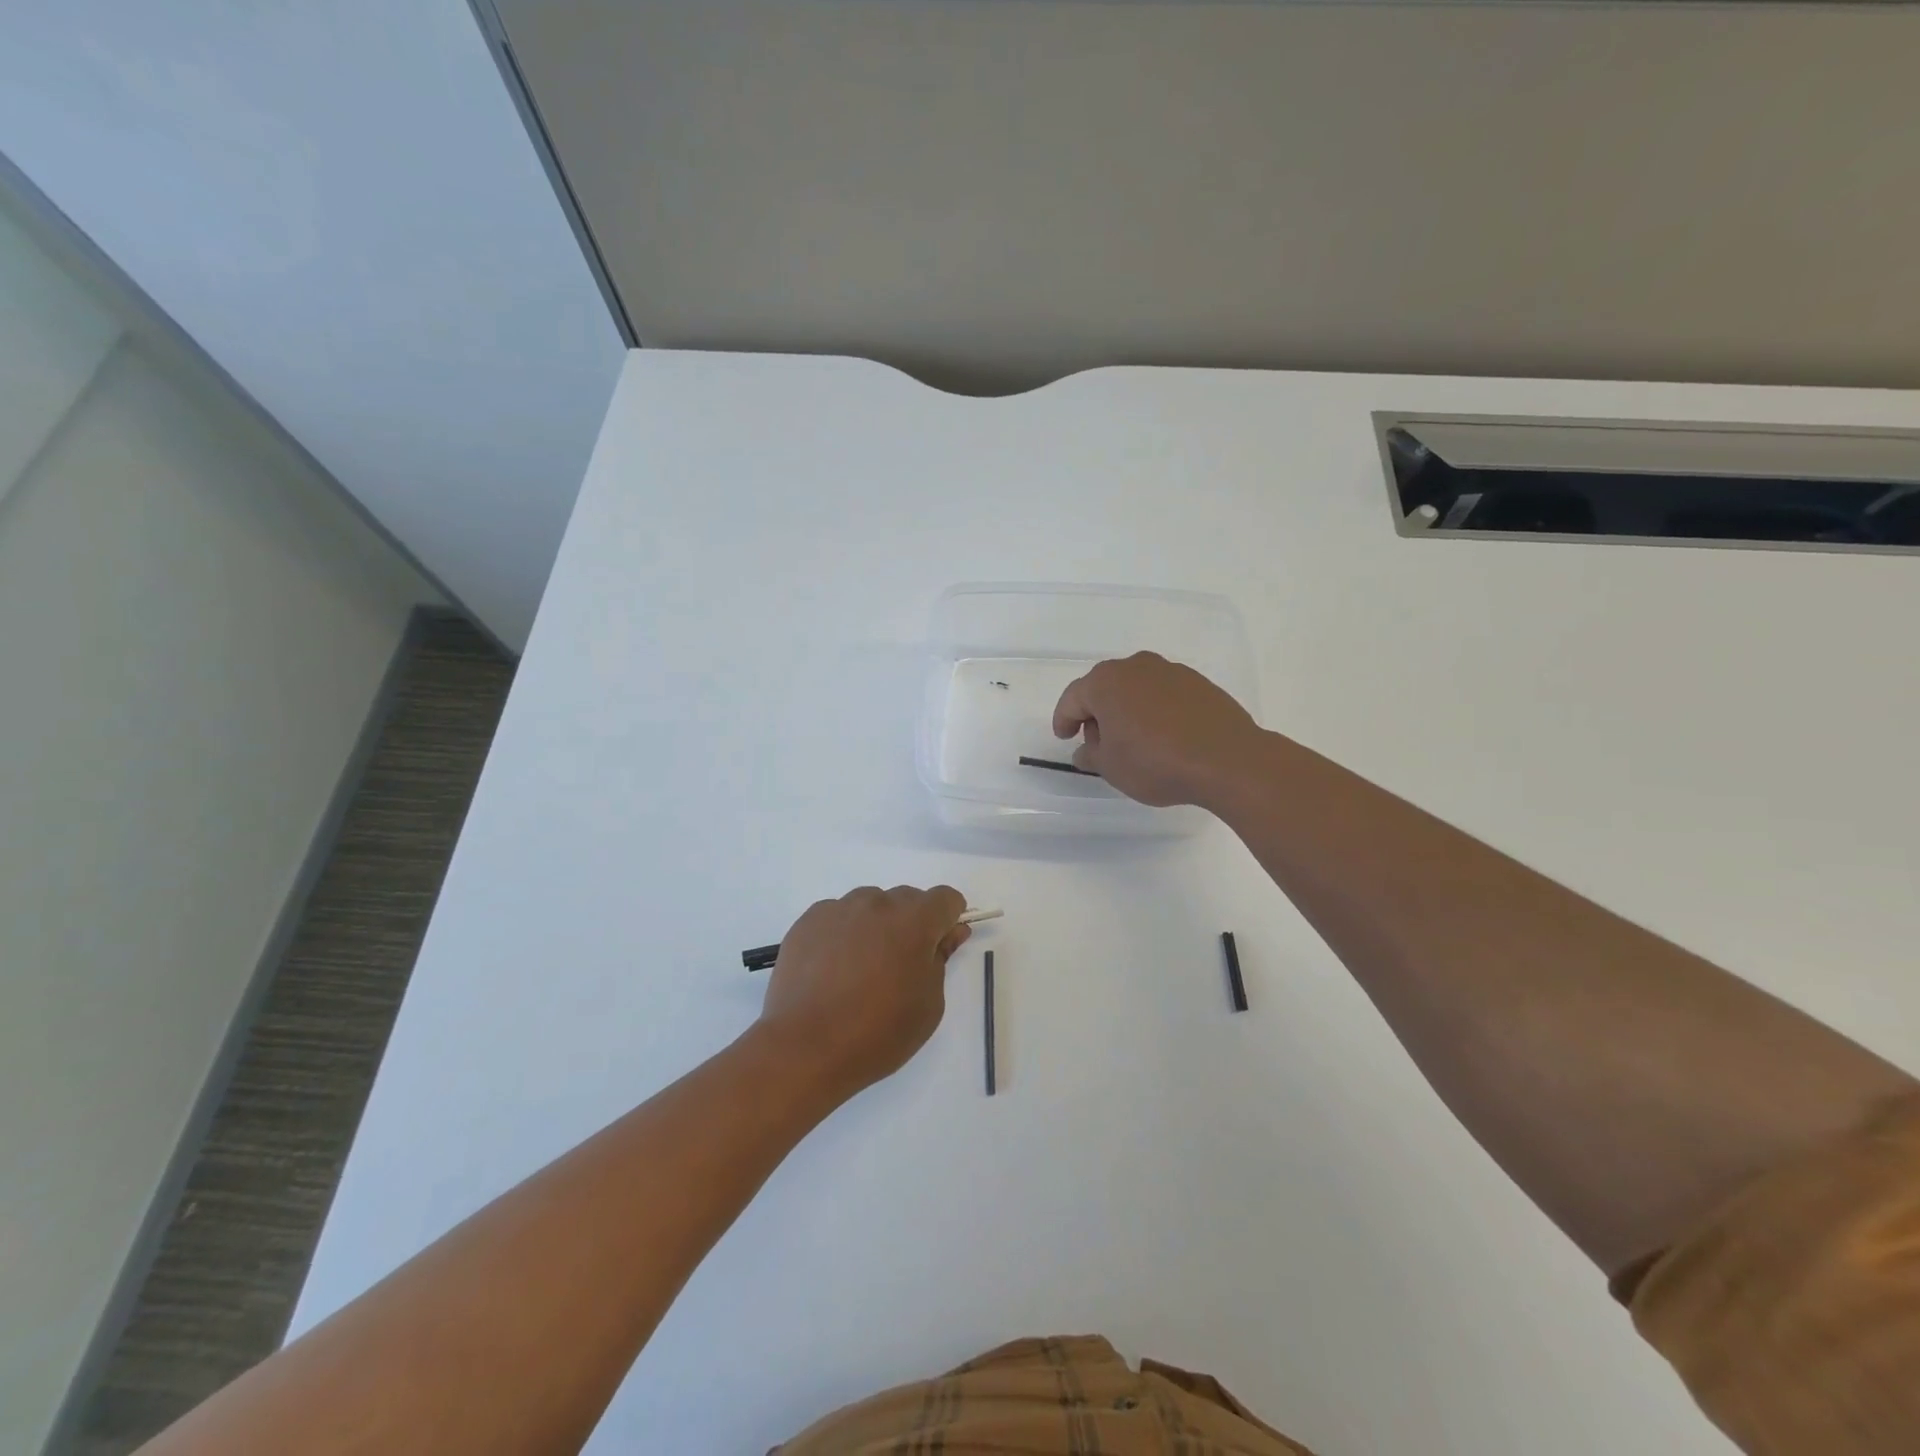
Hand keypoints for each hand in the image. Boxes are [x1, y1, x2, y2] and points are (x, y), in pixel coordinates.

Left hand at [757, 885, 970, 1102]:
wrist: (805, 1047)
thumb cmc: (878, 1032)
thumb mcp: (928, 1004)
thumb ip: (941, 959)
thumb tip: (950, 932)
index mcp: (915, 921)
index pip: (945, 898)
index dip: (948, 918)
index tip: (940, 945)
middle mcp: (877, 903)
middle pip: (906, 899)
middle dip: (912, 923)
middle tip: (900, 966)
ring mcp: (839, 909)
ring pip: (870, 905)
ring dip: (876, 925)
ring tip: (862, 969)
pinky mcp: (808, 921)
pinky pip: (838, 916)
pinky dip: (843, 933)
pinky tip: (833, 969)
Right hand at [1052, 651, 1267, 808]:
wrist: (1227, 760)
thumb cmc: (1155, 762)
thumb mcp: (1111, 768)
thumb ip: (1090, 755)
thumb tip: (1085, 750)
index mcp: (1106, 682)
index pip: (1074, 698)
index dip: (1064, 720)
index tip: (1064, 737)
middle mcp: (1136, 667)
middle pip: (1105, 688)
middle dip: (1097, 714)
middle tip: (1098, 744)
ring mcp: (1171, 671)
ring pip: (1136, 689)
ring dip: (1127, 711)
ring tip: (1133, 742)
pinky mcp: (1199, 683)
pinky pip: (1164, 695)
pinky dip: (1155, 711)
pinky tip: (1163, 736)